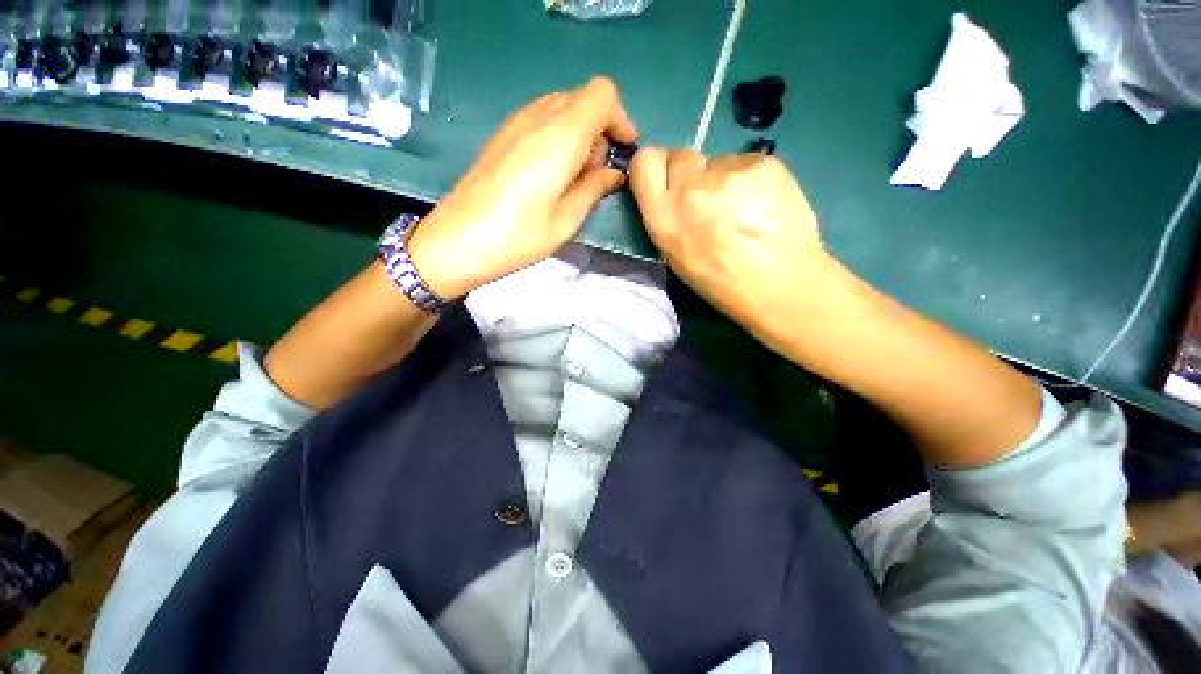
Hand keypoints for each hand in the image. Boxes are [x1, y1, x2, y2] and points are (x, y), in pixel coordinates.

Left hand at [409, 77, 637, 297]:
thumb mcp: (566, 220)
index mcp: (561, 136)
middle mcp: (538, 117)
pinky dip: (558, 136)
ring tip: (576, 177)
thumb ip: (594, 189)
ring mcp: (516, 123)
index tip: (624, 150)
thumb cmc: (518, 237)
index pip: (603, 94)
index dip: (620, 118)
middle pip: (582, 98)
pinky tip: (552, 173)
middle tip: (599, 172)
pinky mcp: (502, 135)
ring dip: (579, 133)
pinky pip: (541, 119)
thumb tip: (613, 173)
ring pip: (561, 107)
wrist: (457, 240)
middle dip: (601, 129)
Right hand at [629, 149, 836, 339]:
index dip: (656, 167)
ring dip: (723, 179)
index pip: (645, 162)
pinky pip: (747, 163)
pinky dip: (752, 179)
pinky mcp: (762, 162)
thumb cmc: (722, 283)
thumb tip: (673, 195)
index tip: (668, 181)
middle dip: (690, 173)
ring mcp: (727, 171)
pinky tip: (764, 205)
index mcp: (664, 216)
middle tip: (708, 198)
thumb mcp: (676, 257)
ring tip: (744, 210)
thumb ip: (668, 218)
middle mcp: (690, 188)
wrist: (781, 285)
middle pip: (681, 154)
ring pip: (718, 161)